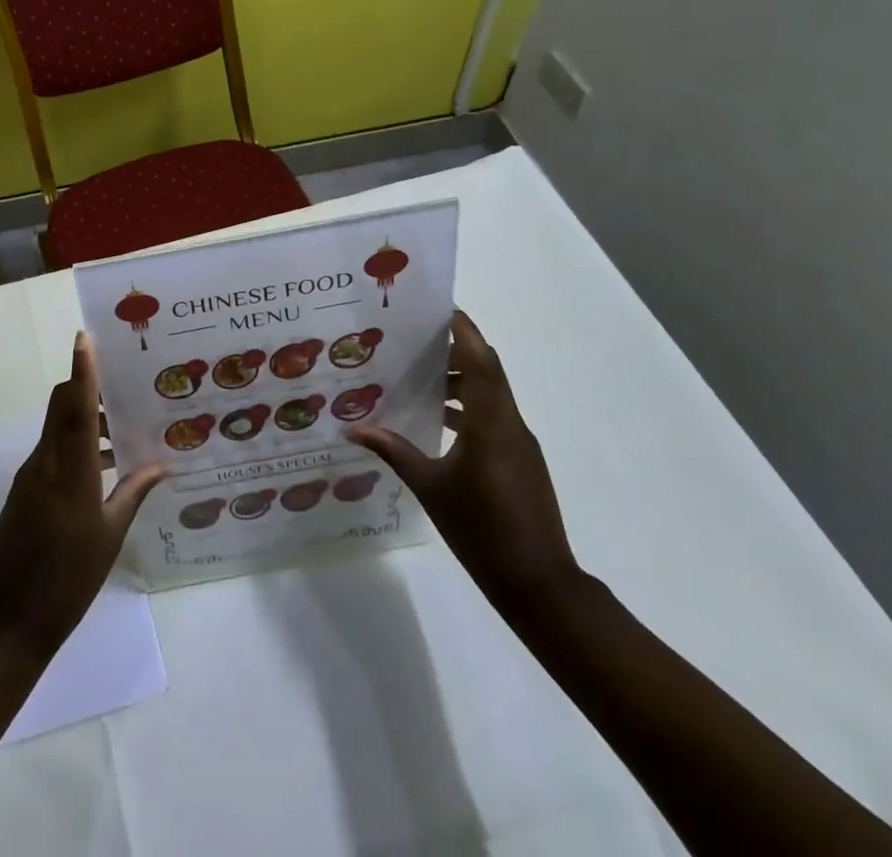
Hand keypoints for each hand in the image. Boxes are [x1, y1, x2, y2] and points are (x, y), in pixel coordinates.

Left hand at [0, 333, 164, 658]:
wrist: (11, 618)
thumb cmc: (69, 578)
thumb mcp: (109, 536)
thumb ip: (133, 494)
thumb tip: (162, 465)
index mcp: (70, 473)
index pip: (74, 408)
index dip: (81, 371)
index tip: (84, 337)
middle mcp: (45, 463)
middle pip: (60, 407)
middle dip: (83, 386)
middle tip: (121, 384)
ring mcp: (30, 475)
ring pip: (56, 428)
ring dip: (82, 418)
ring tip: (120, 428)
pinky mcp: (24, 489)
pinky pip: (51, 451)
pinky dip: (73, 445)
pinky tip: (102, 465)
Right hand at [347, 310, 579, 611]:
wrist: (539, 585)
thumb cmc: (482, 530)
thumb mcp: (429, 487)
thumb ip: (393, 450)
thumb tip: (352, 428)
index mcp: (492, 422)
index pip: (481, 359)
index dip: (463, 330)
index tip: (438, 307)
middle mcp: (510, 424)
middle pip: (488, 370)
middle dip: (456, 349)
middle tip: (415, 337)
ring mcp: (520, 444)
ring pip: (492, 394)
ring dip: (462, 379)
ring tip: (419, 376)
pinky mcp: (521, 462)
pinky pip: (494, 418)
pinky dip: (469, 407)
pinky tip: (438, 420)